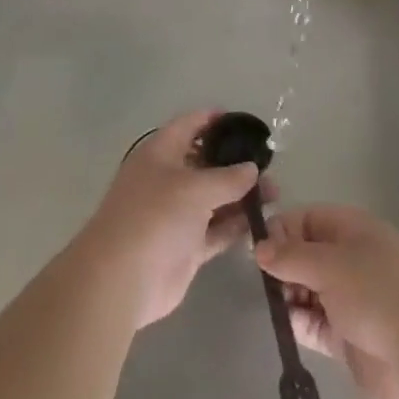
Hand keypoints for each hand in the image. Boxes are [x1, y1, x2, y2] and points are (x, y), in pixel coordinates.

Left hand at [83, 109, 262, 328]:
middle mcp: (167, 180)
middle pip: (205, 163)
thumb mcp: (195, 188)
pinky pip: (216, 230)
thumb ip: (228, 177)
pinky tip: (262, 222)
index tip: (243, 121)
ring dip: (241, 196)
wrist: (123, 278)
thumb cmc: (155, 216)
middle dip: (235, 162)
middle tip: (270, 165)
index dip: (213, 119)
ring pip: (214, 199)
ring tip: (275, 194)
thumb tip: (252, 168)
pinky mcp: (185, 247)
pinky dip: (235, 226)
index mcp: (160, 154)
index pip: (188, 126)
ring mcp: (176, 215)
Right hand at [256, 205, 398, 398]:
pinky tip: (286, 324)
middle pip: (305, 254)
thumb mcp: (330, 264)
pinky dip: (298, 322)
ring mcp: (349, 299)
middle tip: (264, 280)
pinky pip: (313, 322)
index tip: (257, 249)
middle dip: (282, 264)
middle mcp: (350, 260)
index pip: (308, 219)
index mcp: (353, 230)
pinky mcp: (345, 336)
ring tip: (275, 302)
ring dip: (288, 294)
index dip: (282, 229)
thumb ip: (291, 256)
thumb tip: (259, 248)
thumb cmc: (377, 293)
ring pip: (306, 289)